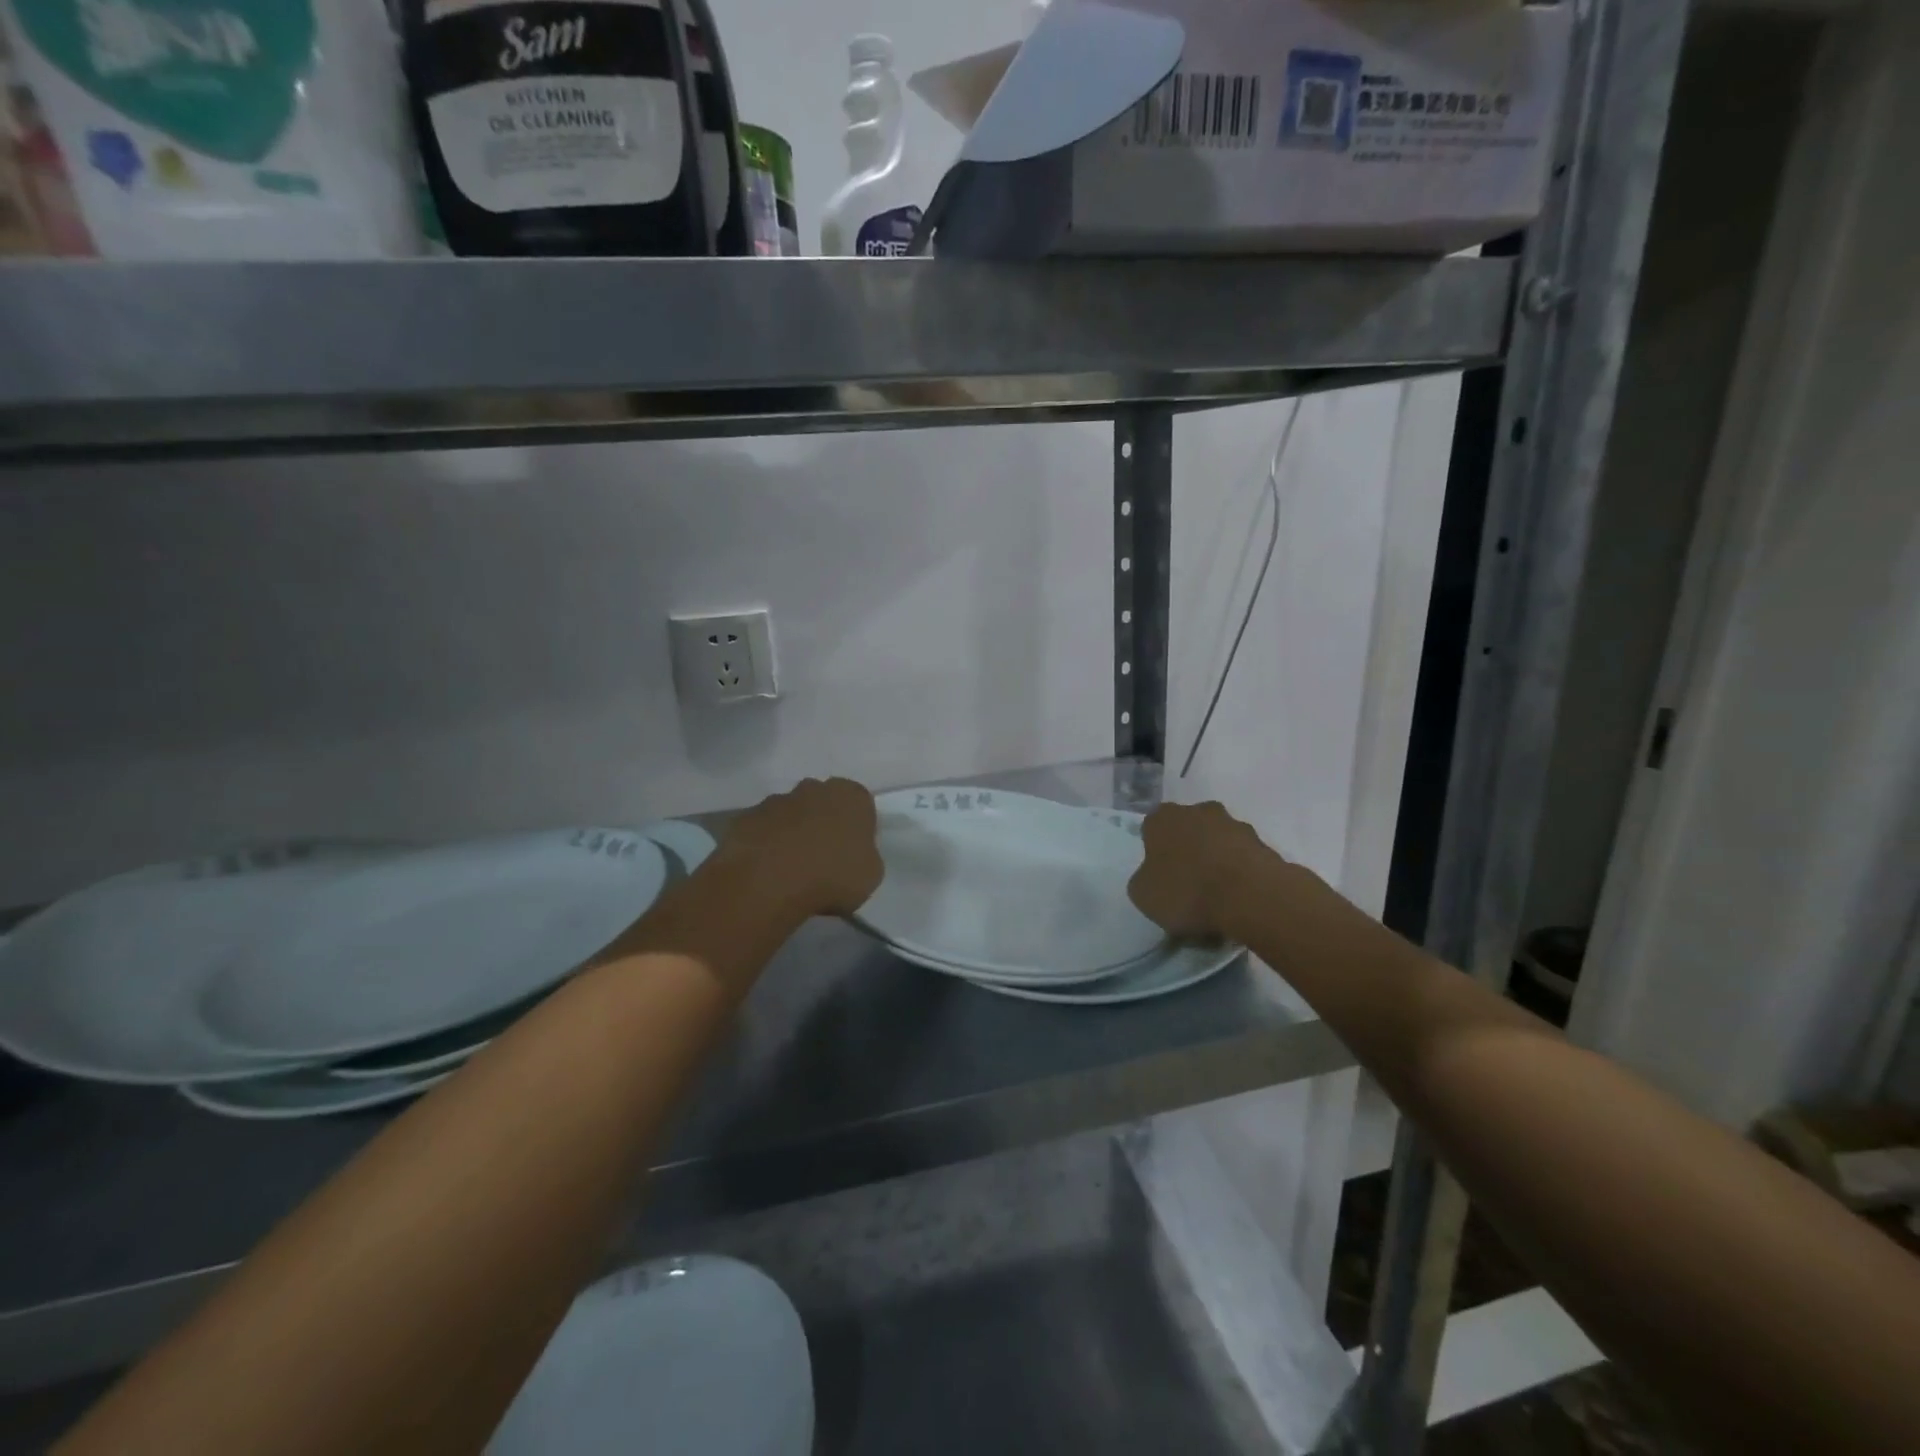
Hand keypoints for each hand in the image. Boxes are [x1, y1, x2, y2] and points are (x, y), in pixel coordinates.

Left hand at [720, 777, 882, 918]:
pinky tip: (765, 871)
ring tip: (790, 869)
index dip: (857, 829)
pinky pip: (762, 830)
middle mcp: (813, 788)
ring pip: (790, 814)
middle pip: (822, 803)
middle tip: (822, 859)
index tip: (851, 853)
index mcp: (850, 796)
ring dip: (792, 833)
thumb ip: (865, 856)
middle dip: (822, 823)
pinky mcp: (745, 817)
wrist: (768, 882)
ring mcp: (775, 800)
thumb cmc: (831, 876)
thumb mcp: (870, 875)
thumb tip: (852, 855)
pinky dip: (764, 844)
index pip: (860, 805)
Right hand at [1127, 801, 1271, 941]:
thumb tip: (1152, 877)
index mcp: (1163, 818)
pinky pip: (1242, 859)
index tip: (1159, 875)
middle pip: (1188, 829)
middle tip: (1187, 883)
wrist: (1251, 897)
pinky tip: (1238, 900)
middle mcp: (1198, 811)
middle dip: (1187, 850)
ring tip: (1216, 897)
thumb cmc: (1186, 891)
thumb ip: (1144, 879)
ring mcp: (1235, 825)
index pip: (1152, 828)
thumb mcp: (1143, 895)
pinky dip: (1239, 873)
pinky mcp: (1263, 844)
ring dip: (1216, 860)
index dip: (1154, 851)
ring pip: (1218, 842)